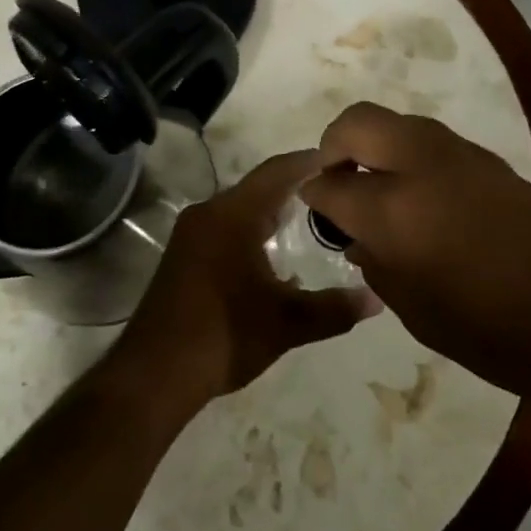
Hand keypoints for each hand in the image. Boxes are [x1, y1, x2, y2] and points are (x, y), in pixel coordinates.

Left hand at [117, 150, 381, 403]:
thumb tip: (375, 299)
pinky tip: (271, 254)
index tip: (339, 158)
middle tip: (332, 189)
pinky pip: (225, 226)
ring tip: (308, 216)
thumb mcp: (286, 324)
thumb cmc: (224, 336)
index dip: (308, 161)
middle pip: (257, 187)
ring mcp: (192, 234)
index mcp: (233, 215)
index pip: (277, 172)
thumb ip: (333, 309)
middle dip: (294, 185)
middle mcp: (209, 213)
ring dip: (271, 209)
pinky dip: (251, 228)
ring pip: (239, 208)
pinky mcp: (183, 256)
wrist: (154, 373)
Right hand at [298, 103, 530, 403]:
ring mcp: (460, 155)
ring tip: (376, 188)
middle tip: (335, 178)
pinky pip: (430, 141)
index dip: (314, 194)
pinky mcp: (490, 160)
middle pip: (357, 122)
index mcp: (395, 209)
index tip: (312, 205)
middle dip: (333, 143)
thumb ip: (378, 266)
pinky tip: (421, 198)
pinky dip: (409, 156)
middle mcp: (422, 164)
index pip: (331, 184)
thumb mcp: (421, 314)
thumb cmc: (500, 333)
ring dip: (374, 145)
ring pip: (396, 123)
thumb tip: (357, 236)